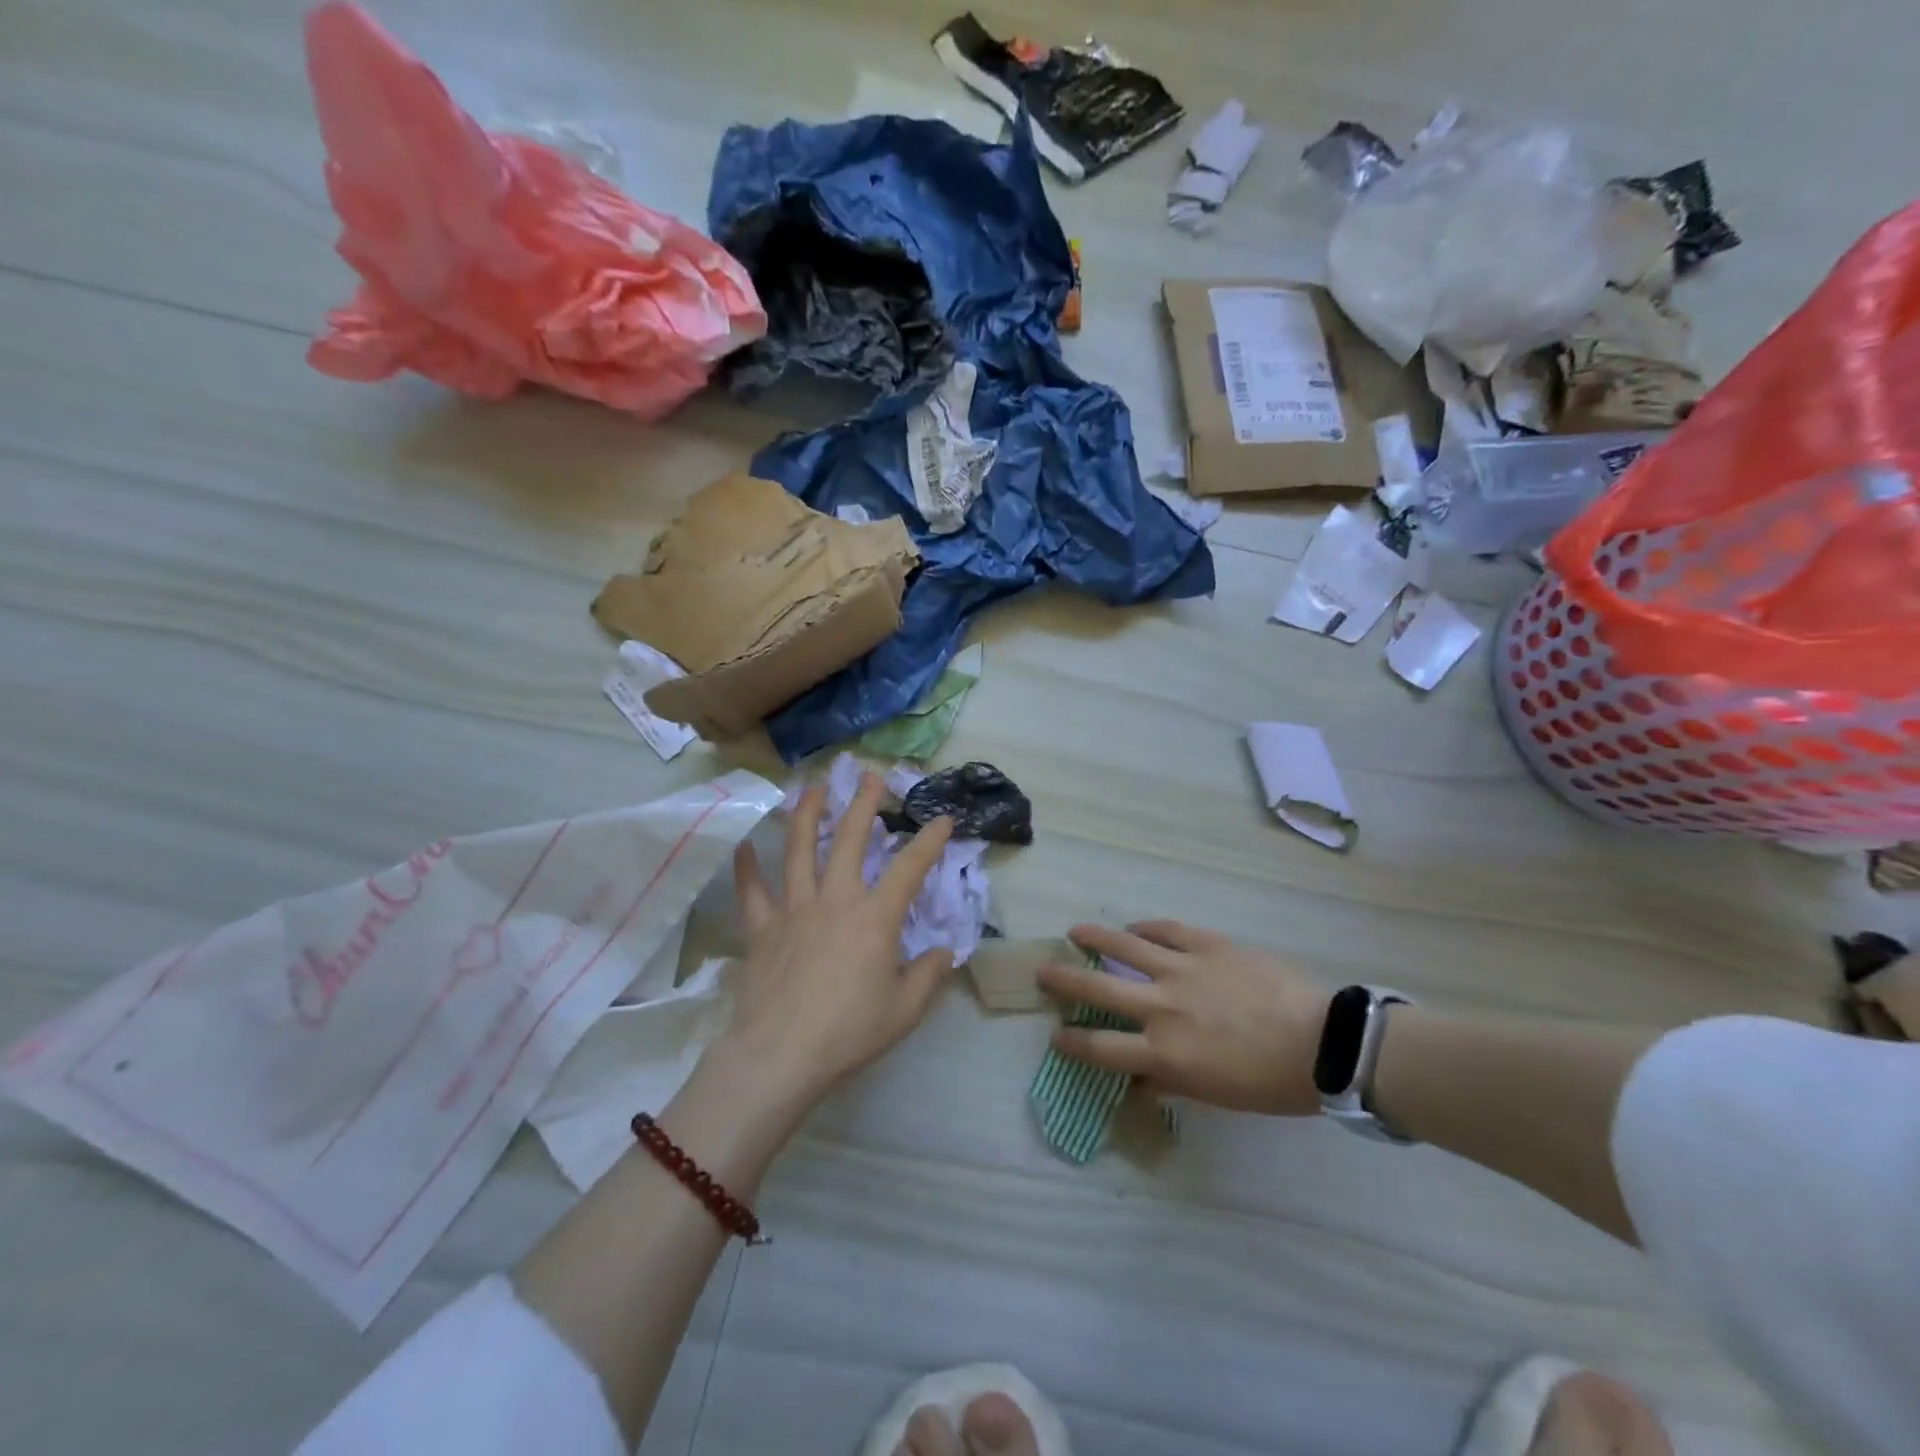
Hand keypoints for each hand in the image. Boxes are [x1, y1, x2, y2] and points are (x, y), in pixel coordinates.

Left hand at [718, 773, 954, 1105]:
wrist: (781, 1054)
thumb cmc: (849, 1031)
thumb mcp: (904, 1010)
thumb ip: (928, 975)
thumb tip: (943, 952)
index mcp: (875, 918)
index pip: (910, 869)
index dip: (930, 841)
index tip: (944, 818)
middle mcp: (835, 900)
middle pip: (851, 840)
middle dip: (863, 804)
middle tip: (870, 776)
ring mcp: (794, 909)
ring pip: (800, 850)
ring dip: (807, 814)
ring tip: (813, 788)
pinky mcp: (762, 928)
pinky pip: (753, 891)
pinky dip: (747, 867)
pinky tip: (744, 845)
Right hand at [1037, 921, 1328, 1114]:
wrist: (1325, 1043)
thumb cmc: (1272, 1083)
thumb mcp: (1216, 1097)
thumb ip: (1172, 1083)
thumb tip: (1143, 1080)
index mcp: (1164, 1053)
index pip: (1101, 1048)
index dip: (1072, 1041)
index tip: (1057, 1034)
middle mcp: (1162, 1008)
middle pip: (1098, 988)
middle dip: (1064, 980)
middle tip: (1044, 971)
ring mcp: (1183, 970)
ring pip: (1125, 945)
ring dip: (1095, 937)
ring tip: (1075, 931)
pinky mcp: (1208, 945)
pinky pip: (1167, 930)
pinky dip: (1146, 928)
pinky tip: (1135, 926)